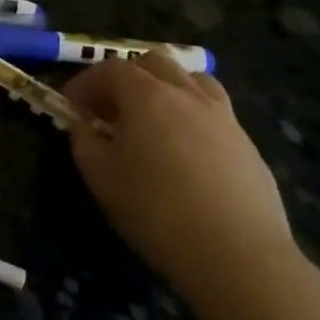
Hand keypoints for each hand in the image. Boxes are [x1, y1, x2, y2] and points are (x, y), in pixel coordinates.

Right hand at [64, 52, 297, 310]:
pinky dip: (192, 117)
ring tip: (153, 120)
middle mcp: (187, 94)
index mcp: (147, 96)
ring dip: (166, 89)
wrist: (239, 256)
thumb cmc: (157, 211)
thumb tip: (84, 126)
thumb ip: (84, 142)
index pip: (109, 69)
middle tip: (110, 109)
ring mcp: (224, 118)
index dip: (85, 82)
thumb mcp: (100, 177)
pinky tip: (186, 153)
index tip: (71, 106)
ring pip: (192, 80)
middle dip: (126, 77)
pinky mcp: (248, 145)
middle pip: (154, 63)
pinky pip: (215, 113)